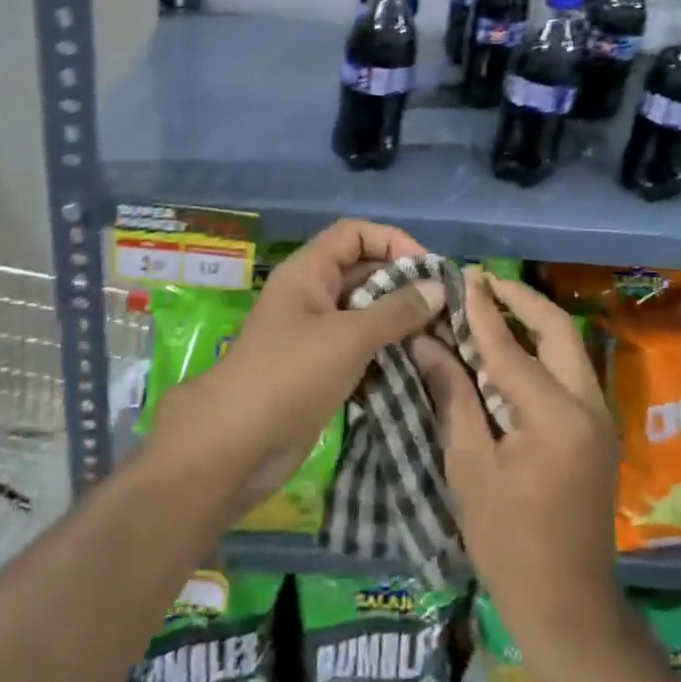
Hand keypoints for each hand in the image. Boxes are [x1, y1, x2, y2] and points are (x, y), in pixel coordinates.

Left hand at [145, 219, 440, 524]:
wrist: (235, 447)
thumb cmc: (290, 376)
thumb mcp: (349, 337)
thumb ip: (397, 311)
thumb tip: (439, 288)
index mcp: (309, 272)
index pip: (355, 234)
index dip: (392, 241)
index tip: (428, 270)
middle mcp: (312, 294)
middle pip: (363, 271)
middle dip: (403, 284)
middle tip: (444, 307)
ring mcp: (315, 332)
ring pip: (365, 311)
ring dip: (399, 321)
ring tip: (439, 336)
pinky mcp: (320, 368)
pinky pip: (360, 346)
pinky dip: (386, 350)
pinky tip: (416, 364)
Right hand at [410, 273, 620, 650]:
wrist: (569, 609)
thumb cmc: (508, 543)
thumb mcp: (469, 467)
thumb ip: (452, 395)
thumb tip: (427, 342)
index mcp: (555, 415)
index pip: (511, 346)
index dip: (481, 310)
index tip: (460, 277)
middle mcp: (587, 404)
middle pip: (558, 330)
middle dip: (520, 300)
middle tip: (482, 283)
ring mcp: (598, 417)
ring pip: (568, 347)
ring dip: (533, 321)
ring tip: (492, 305)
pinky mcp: (596, 430)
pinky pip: (569, 370)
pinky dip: (541, 349)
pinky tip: (510, 349)